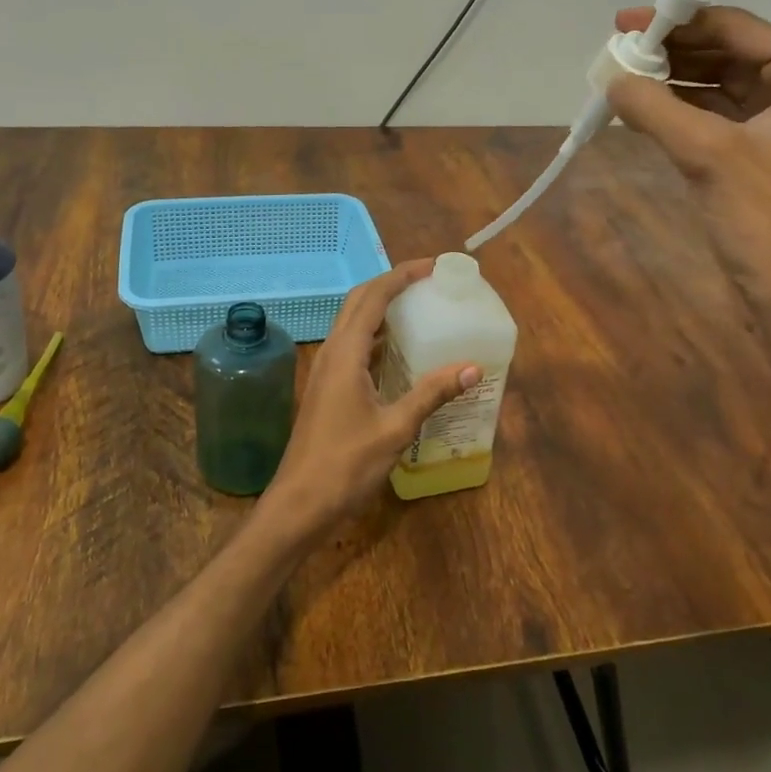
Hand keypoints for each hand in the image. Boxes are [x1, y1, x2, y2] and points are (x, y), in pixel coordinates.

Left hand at [258, 260, 479, 540]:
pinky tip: (400, 351)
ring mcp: (326, 371)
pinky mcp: (328, 388)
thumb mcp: (395, 429)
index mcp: (345, 354)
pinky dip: (376, 336)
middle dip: (390, 284)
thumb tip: (471, 367)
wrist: (299, 504)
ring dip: (381, 308)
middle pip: (358, 302)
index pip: (373, 298)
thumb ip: (431, 394)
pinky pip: (353, 347)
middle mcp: (332, 353)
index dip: (401, 276)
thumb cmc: (345, 466)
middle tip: (427, 282)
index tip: (432, 267)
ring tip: (418, 308)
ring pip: (353, 323)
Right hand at [607, 5, 770, 308]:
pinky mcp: (761, 152)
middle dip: (671, 53)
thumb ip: (655, 107)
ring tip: (620, 78)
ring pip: (717, 85)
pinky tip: (640, 109)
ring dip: (671, 82)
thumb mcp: (707, 154)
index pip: (736, 29)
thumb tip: (609, 76)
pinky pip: (713, 116)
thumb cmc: (767, 220)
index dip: (677, 23)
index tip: (623, 23)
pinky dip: (678, 111)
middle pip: (726, 53)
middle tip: (617, 54)